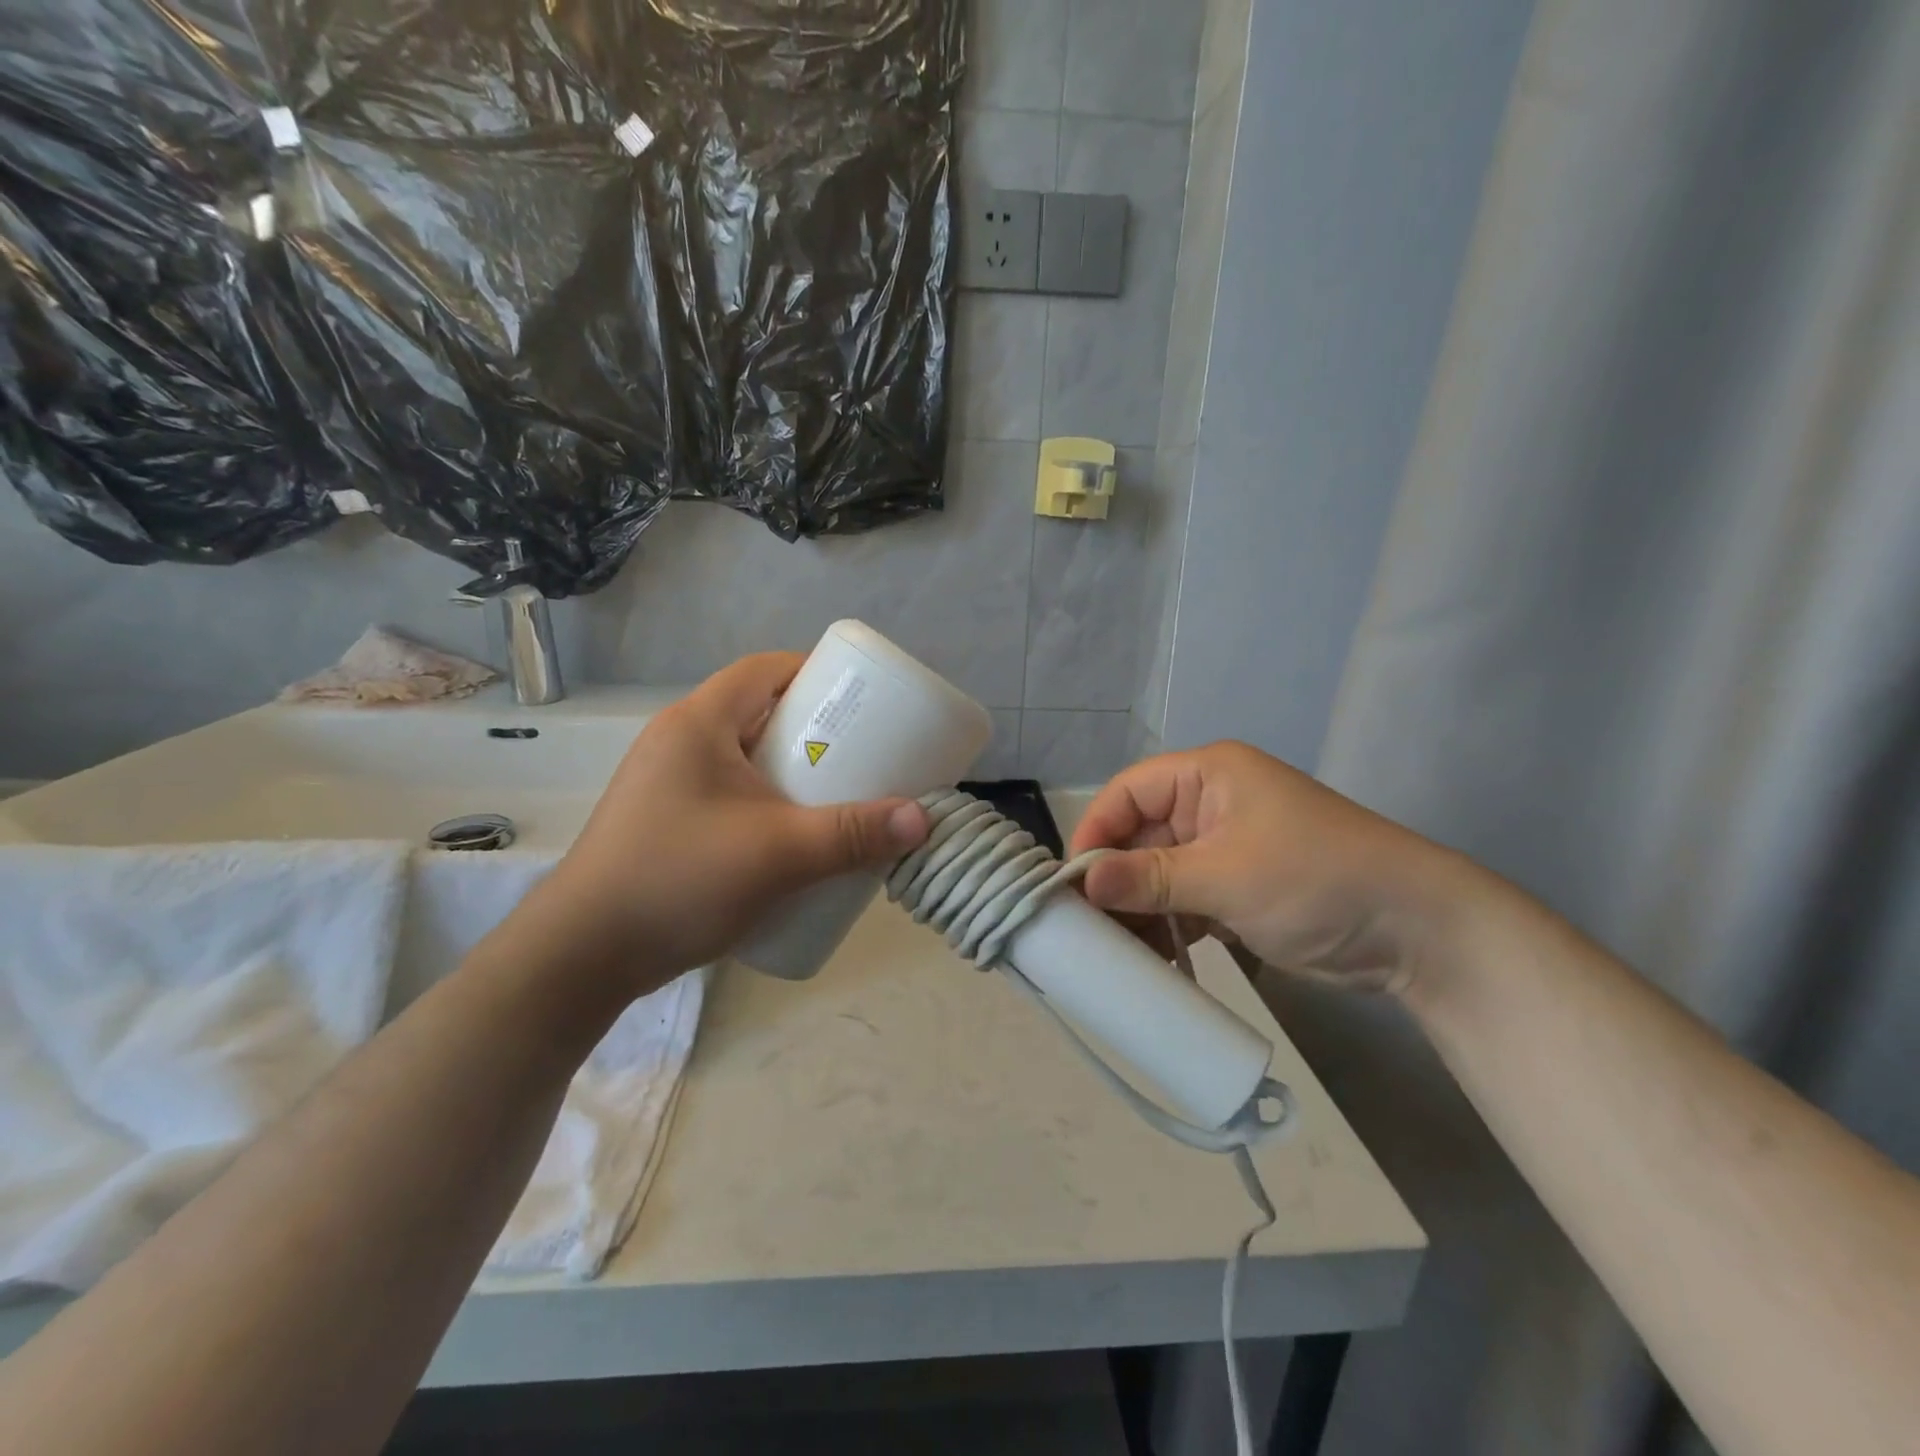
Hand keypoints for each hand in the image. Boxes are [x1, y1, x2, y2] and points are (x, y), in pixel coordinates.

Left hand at [521, 653, 929, 993]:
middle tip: (862, 755)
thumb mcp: (777, 853)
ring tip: (836, 797)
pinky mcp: (664, 822)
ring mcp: (666, 784)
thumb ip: (852, 835)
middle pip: (758, 713)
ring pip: (744, 758)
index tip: (862, 700)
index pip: (764, 669)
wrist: (582, 957)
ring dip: (790, 771)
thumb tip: (922, 819)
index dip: (815, 673)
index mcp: (698, 723)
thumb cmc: (678, 879)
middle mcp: (678, 742)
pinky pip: (729, 794)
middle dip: (813, 730)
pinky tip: (792, 838)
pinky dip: (766, 802)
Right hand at [1068, 742, 1477, 996]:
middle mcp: (1209, 804)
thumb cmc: (1315, 881)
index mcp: (1207, 776)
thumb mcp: (1226, 876)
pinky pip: (1182, 901)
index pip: (1128, 792)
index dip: (1095, 831)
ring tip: (1121, 952)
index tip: (1072, 883)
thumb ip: (1150, 878)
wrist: (1416, 932)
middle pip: (1139, 835)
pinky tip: (1155, 959)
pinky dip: (1167, 927)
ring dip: (1139, 910)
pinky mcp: (1236, 889)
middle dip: (1115, 881)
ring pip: (1157, 873)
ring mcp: (1223, 849)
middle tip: (1089, 929)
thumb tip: (1083, 883)